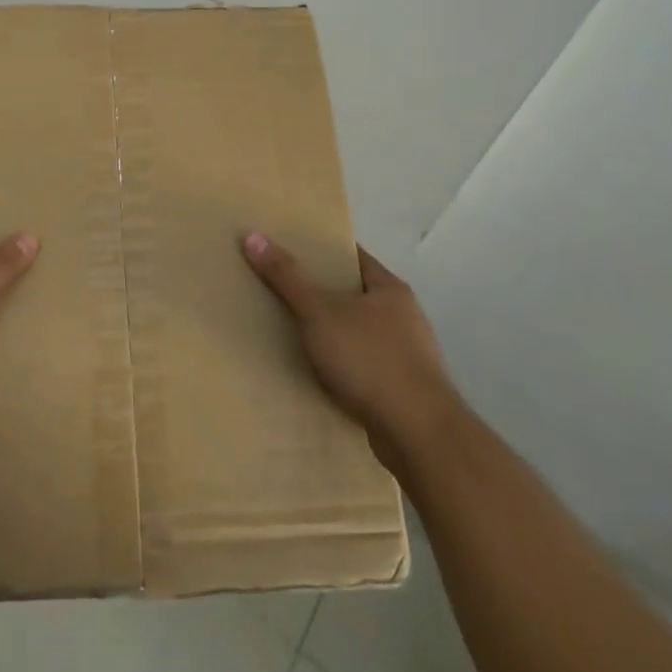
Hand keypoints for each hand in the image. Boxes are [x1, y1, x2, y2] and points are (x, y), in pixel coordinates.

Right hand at [242, 233, 457, 441]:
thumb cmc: (369, 360)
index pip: (353, 257)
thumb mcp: (319, 313)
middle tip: (282, 291)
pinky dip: (342, 366)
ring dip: (332, 333)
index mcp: (390, 289)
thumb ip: (287, 277)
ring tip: (294, 334)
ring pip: (359, 332)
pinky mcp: (403, 390)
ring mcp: (407, 355)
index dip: (322, 251)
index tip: (290, 250)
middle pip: (354, 294)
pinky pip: (364, 366)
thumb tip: (253, 235)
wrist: (418, 435)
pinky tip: (319, 374)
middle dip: (322, 294)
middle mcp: (404, 317)